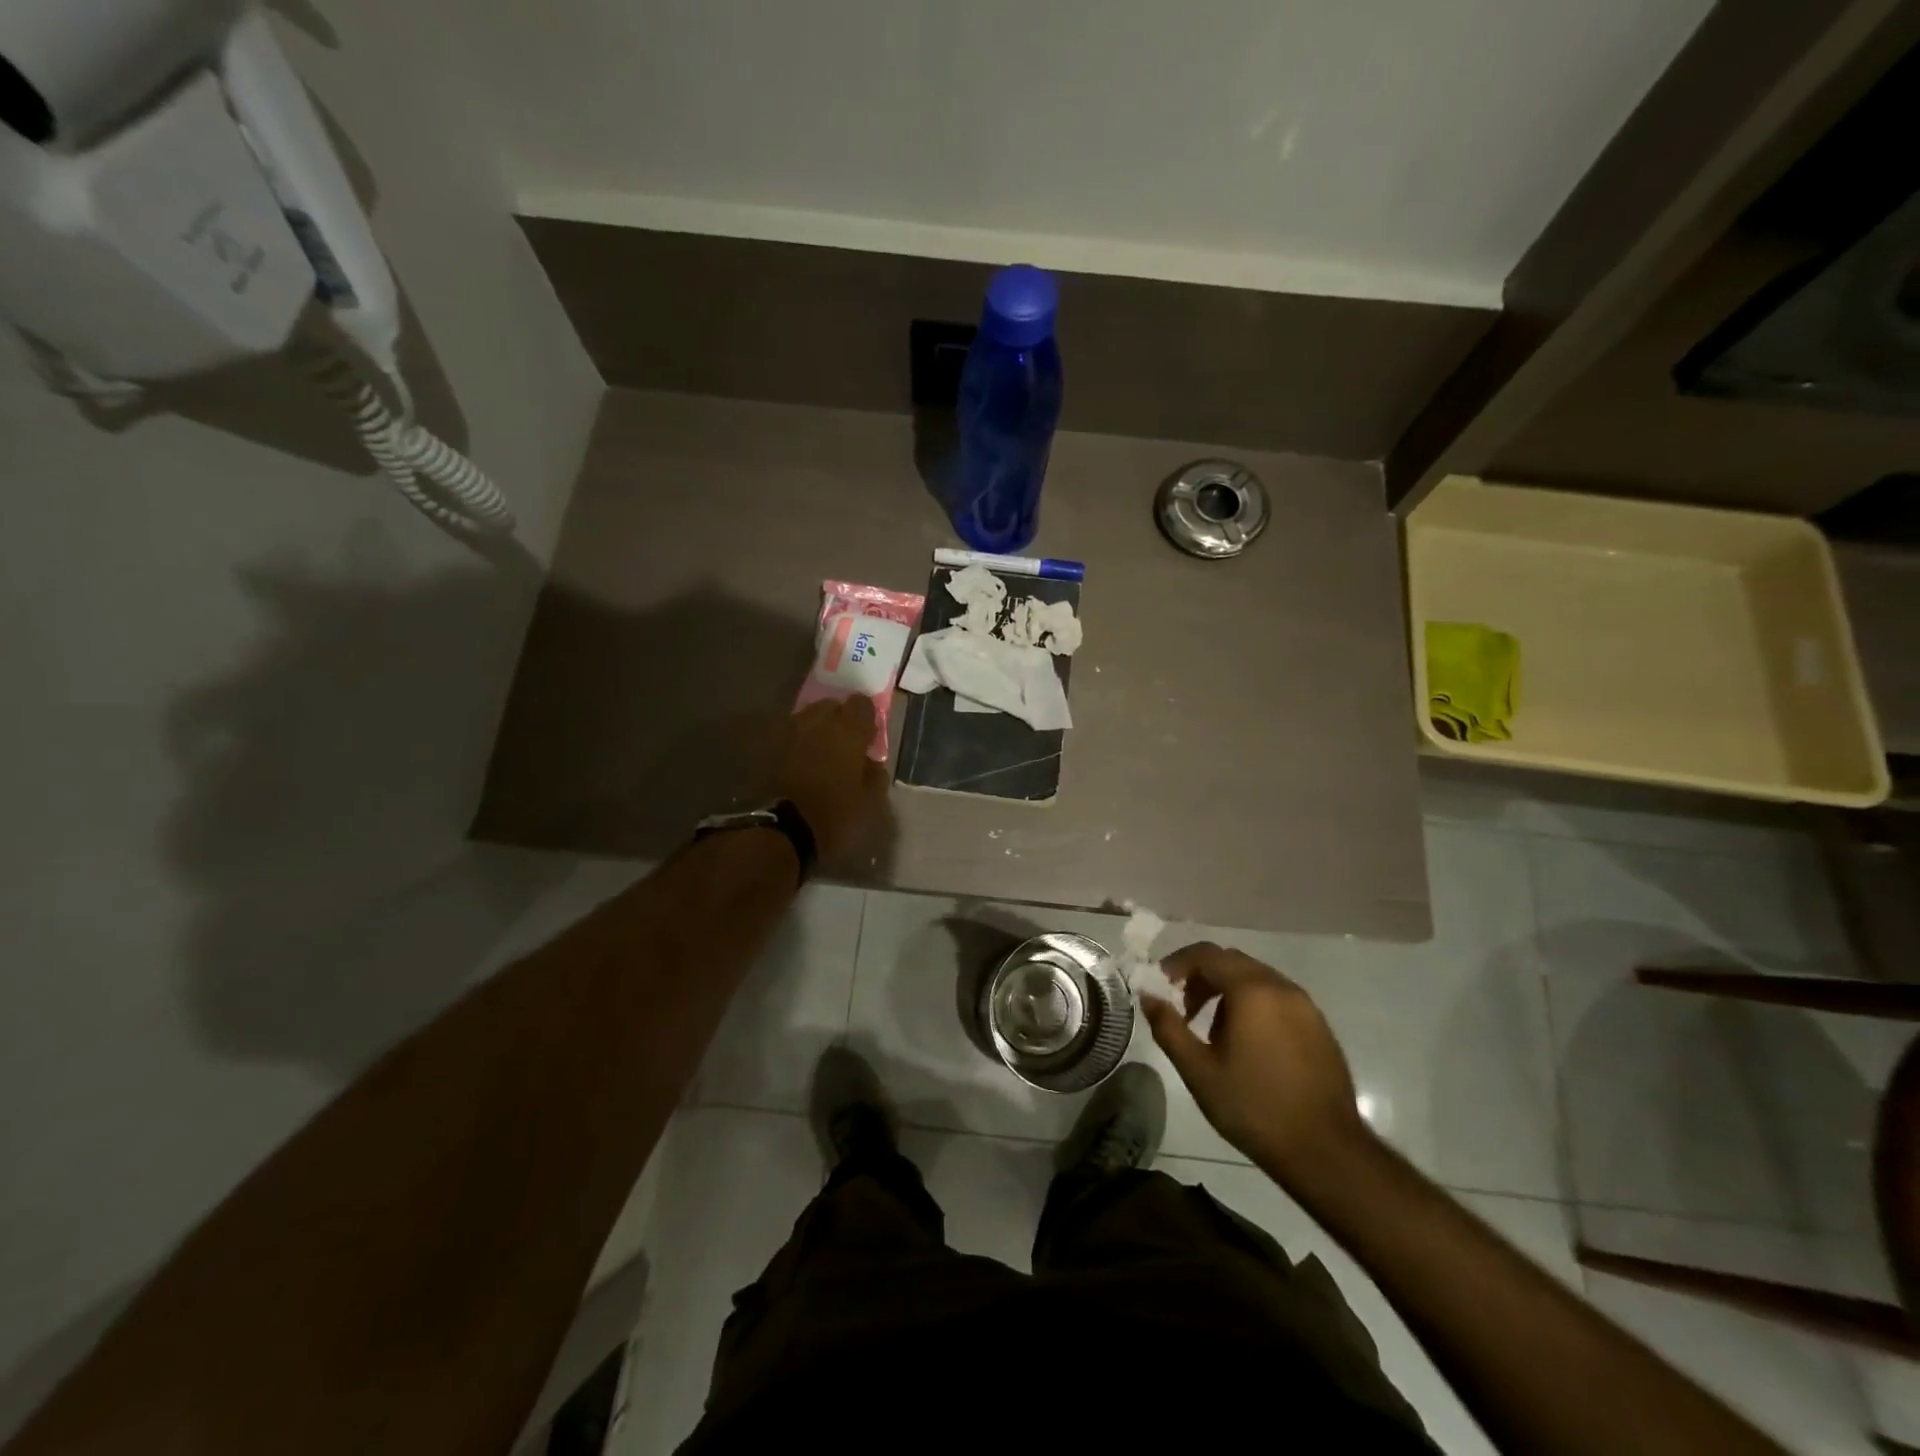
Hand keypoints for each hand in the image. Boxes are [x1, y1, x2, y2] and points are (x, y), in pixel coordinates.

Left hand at [774, 696, 890, 860]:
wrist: (784, 830)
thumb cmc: (835, 815)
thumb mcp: (870, 802)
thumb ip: (875, 775)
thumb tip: (871, 762)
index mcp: (848, 731)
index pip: (861, 703)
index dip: (866, 717)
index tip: (868, 735)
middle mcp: (818, 723)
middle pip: (830, 706)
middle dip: (838, 719)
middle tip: (844, 743)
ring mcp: (790, 733)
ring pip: (806, 718)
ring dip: (815, 729)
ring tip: (820, 752)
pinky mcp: (769, 749)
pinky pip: (789, 737)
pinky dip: (797, 744)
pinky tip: (801, 762)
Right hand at [1141, 942, 1371, 1186]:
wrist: (1325, 1151)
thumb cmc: (1253, 1107)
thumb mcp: (1198, 1070)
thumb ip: (1168, 1027)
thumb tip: (1147, 995)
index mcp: (1251, 990)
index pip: (1207, 954)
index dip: (1177, 963)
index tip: (1160, 984)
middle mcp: (1281, 987)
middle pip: (1232, 961)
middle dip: (1201, 976)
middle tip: (1182, 1007)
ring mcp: (1305, 1006)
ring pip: (1256, 978)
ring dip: (1227, 990)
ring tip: (1211, 1029)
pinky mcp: (1319, 1026)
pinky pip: (1277, 998)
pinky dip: (1253, 1004)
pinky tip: (1246, 1043)